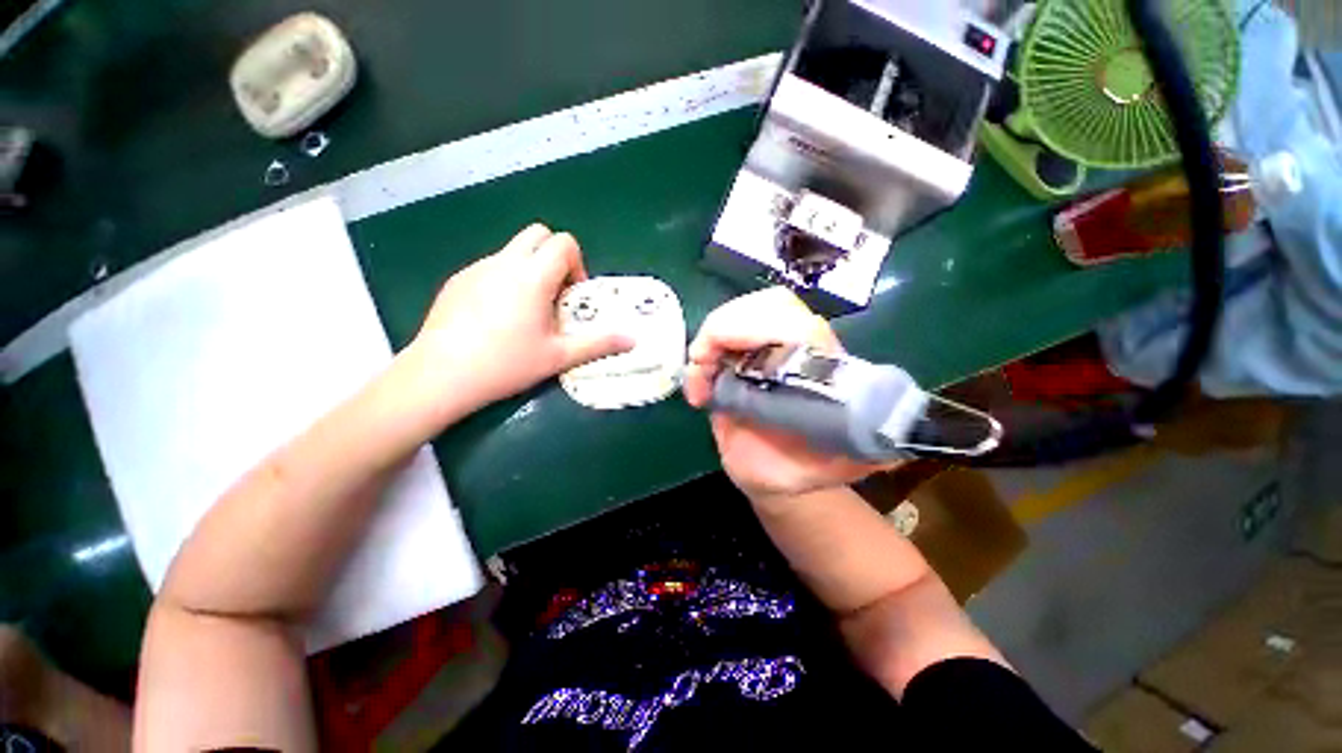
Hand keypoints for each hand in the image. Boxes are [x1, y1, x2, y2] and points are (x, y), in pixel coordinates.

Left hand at [407, 224, 633, 415]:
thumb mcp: (559, 356)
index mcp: (532, 276)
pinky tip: (497, 318)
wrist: (440, 376)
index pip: (564, 242)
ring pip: (513, 250)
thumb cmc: (507, 364)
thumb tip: (633, 339)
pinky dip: (505, 280)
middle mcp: (504, 262)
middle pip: (538, 233)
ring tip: (526, 311)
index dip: (577, 264)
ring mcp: (477, 268)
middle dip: (554, 256)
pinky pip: (491, 266)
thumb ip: (599, 344)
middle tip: (554, 294)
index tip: (572, 296)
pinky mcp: (457, 280)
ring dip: (529, 269)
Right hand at [683, 288, 887, 502]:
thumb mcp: (832, 468)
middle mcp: (797, 351)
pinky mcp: (740, 359)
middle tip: (704, 361)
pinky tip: (696, 392)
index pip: (800, 325)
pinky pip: (717, 338)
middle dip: (727, 325)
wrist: (771, 474)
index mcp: (825, 370)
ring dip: (710, 338)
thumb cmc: (800, 470)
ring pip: (739, 313)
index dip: (758, 328)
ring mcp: (766, 351)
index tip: (724, 359)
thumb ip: (859, 456)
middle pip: (767, 305)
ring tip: (698, 376)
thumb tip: (893, 443)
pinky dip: (699, 358)